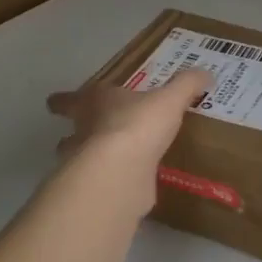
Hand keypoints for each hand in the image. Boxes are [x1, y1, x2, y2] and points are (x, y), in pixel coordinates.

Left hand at [46, 69, 212, 211]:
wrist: (123, 169)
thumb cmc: (139, 124)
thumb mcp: (169, 100)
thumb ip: (186, 86)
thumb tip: (207, 72)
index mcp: (95, 103)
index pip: (72, 99)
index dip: (65, 100)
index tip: (54, 103)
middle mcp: (84, 131)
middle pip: (72, 131)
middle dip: (75, 132)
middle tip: (81, 134)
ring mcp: (87, 163)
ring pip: (80, 159)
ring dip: (88, 159)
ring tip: (106, 162)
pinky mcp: (99, 188)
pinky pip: (104, 182)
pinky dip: (112, 182)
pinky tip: (126, 185)